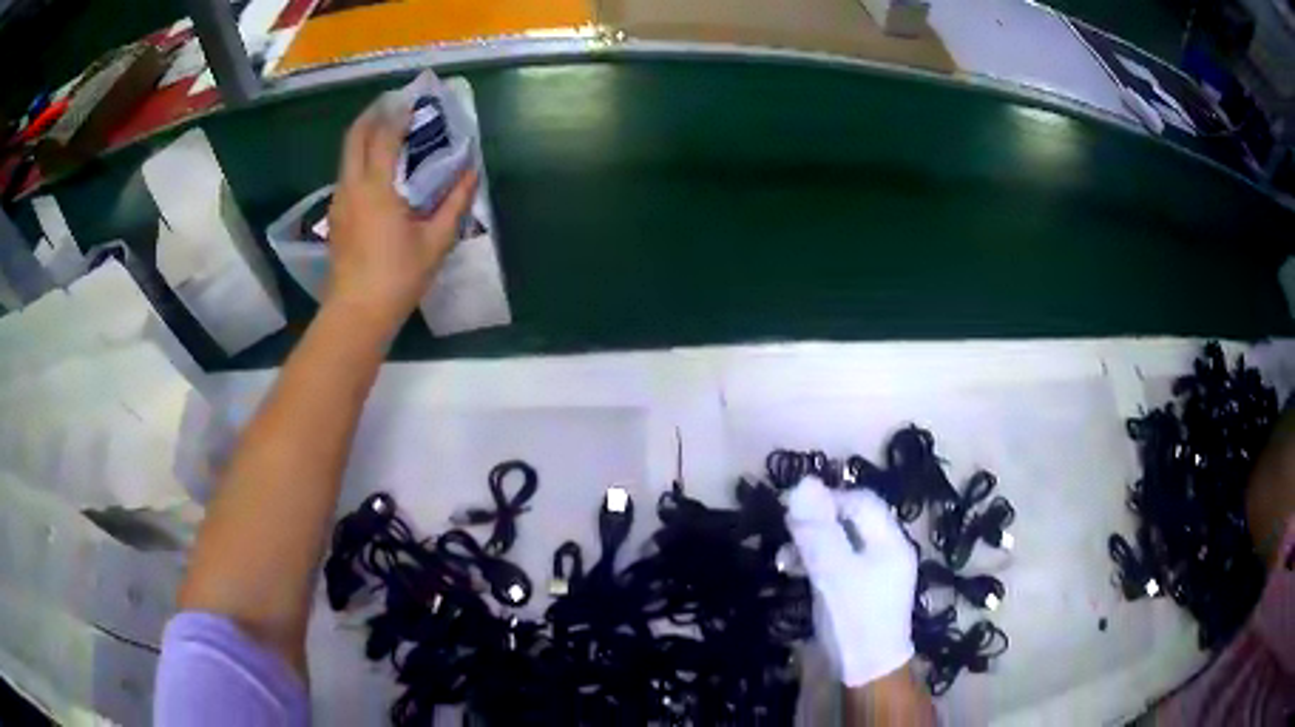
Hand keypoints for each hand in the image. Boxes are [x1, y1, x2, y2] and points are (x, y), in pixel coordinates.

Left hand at [326, 95, 477, 330]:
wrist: (357, 313)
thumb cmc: (398, 277)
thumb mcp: (435, 241)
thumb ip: (455, 202)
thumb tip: (471, 172)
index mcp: (376, 188)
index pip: (383, 136)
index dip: (398, 114)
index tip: (412, 98)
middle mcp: (351, 186)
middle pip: (354, 136)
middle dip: (372, 113)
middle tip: (392, 102)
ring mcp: (339, 201)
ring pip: (346, 154)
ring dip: (364, 134)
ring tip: (385, 127)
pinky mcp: (335, 216)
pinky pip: (346, 173)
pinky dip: (359, 156)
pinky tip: (375, 166)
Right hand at [787, 477, 916, 687]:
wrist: (865, 671)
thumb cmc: (854, 618)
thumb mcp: (833, 572)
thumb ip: (818, 530)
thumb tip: (802, 483)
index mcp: (890, 541)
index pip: (861, 501)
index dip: (828, 500)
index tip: (792, 511)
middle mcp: (887, 550)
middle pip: (852, 520)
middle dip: (817, 523)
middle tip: (785, 533)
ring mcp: (876, 572)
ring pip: (842, 542)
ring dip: (812, 544)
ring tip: (784, 557)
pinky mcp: (861, 590)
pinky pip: (839, 563)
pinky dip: (817, 562)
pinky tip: (795, 570)